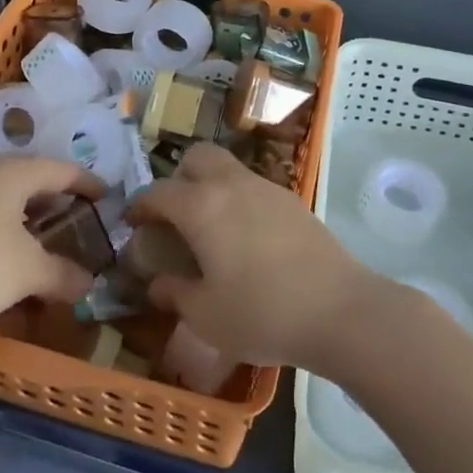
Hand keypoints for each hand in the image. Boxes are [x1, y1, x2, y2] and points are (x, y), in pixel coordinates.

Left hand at [0, 158, 100, 336]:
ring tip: (36, 237)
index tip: (105, 195)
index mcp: (11, 172)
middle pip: (28, 177)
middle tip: (73, 218)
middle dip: (53, 198)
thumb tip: (89, 283)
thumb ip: (63, 274)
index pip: (61, 169)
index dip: (87, 182)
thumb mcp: (28, 273)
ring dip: (22, 213)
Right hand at [126, 145, 376, 370]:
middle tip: (176, 213)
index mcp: (201, 207)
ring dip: (211, 186)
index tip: (133, 222)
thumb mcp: (206, 315)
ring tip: (211, 228)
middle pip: (197, 157)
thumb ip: (175, 293)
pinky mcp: (293, 201)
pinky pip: (254, 187)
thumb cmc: (262, 313)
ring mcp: (266, 188)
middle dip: (179, 177)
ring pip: (228, 168)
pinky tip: (246, 238)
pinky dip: (239, 200)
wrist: (338, 310)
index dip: (140, 205)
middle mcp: (231, 185)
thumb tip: (157, 283)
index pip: (158, 192)